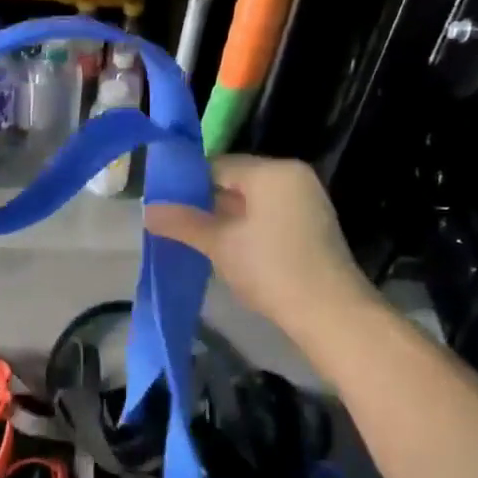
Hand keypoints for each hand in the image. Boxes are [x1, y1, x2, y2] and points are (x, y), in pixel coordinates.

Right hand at [146, 155, 377, 330]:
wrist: (330, 313)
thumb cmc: (271, 268)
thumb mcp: (219, 245)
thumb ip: (182, 222)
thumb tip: (146, 210)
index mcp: (272, 172)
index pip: (217, 165)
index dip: (186, 184)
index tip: (162, 205)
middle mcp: (292, 177)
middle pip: (235, 180)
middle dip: (204, 202)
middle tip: (173, 223)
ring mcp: (306, 201)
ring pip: (251, 201)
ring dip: (223, 217)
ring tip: (194, 238)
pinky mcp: (311, 225)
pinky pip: (268, 215)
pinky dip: (245, 227)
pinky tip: (226, 249)